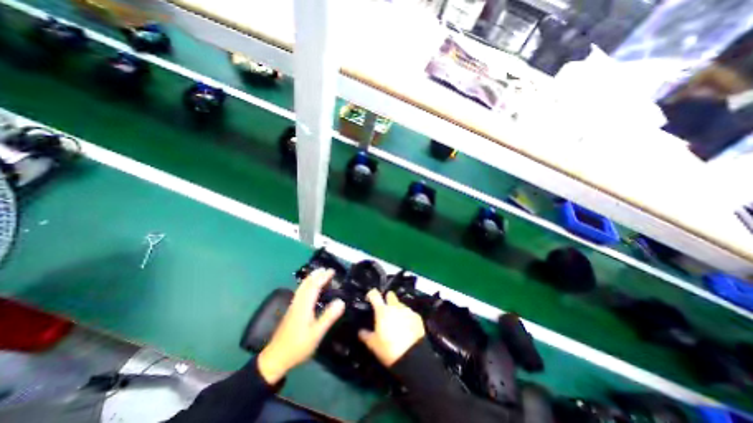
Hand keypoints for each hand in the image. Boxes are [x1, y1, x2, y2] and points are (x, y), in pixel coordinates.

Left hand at [256, 270, 342, 384]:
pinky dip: (307, 285)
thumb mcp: (316, 334)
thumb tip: (341, 301)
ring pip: (302, 287)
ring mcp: (293, 306)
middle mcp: (298, 302)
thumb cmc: (298, 346)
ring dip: (311, 278)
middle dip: (316, 275)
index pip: (314, 286)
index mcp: (304, 306)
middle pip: (306, 284)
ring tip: (319, 274)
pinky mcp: (291, 310)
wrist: (275, 358)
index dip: (323, 277)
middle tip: (327, 269)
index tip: (332, 271)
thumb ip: (328, 317)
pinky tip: (309, 289)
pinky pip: (300, 292)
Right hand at [356, 290, 422, 366]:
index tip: (369, 299)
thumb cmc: (389, 349)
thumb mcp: (373, 344)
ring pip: (400, 304)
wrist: (413, 357)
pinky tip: (407, 327)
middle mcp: (395, 306)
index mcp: (382, 310)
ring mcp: (407, 310)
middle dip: (387, 299)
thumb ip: (365, 335)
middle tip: (384, 309)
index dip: (371, 294)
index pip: (374, 294)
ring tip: (396, 322)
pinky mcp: (417, 316)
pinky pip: (409, 313)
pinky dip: (407, 317)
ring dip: (397, 309)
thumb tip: (360, 331)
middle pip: (390, 295)